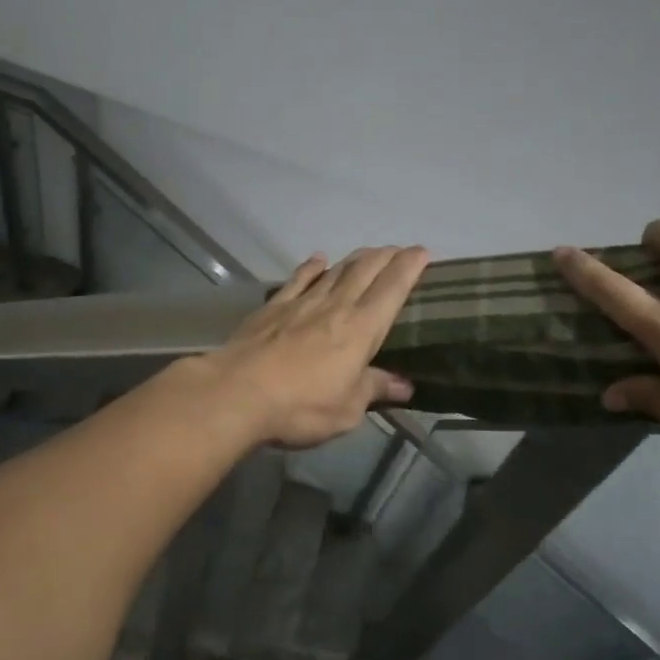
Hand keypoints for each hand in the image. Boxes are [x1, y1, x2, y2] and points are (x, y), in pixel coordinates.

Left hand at [199, 246, 429, 447]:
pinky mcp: (273, 308)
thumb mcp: (347, 409)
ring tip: (369, 252)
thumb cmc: (300, 406)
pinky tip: (318, 259)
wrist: (237, 392)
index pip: (392, 289)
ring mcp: (302, 303)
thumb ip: (374, 389)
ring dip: (355, 258)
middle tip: (399, 250)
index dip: (409, 267)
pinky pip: (298, 279)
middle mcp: (335, 307)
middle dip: (386, 257)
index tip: (422, 252)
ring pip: (336, 271)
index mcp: (361, 329)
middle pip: (366, 271)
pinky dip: (312, 267)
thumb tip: (406, 385)